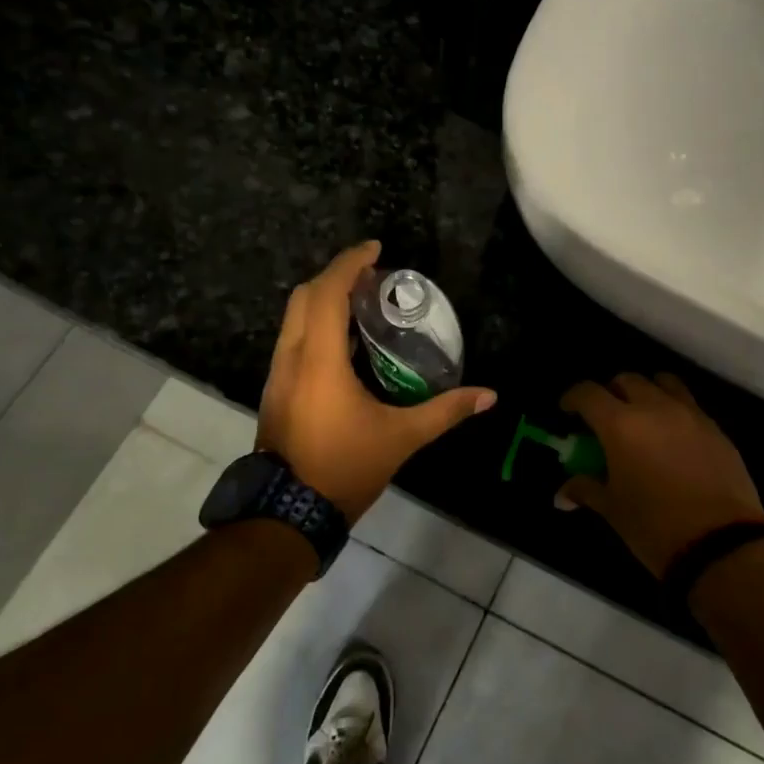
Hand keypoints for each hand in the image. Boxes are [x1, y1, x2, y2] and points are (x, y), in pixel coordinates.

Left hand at [258, 241, 495, 521]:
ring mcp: (277, 375)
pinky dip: (315, 324)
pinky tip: (343, 342)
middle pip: (303, 296)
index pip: (328, 293)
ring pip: (293, 317)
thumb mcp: (402, 438)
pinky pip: (292, 339)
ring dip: (322, 299)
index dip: (350, 263)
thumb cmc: (344, 468)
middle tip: (372, 276)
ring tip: (361, 302)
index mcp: (319, 360)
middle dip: (335, 276)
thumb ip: (445, 411)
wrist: (286, 514)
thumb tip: (489, 396)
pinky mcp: (275, 391)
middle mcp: (291, 358)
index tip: (376, 248)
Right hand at [558, 372, 763, 578]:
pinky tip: (673, 440)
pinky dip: (674, 410)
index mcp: (621, 425)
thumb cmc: (655, 527)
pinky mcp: (716, 429)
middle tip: (606, 418)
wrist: (721, 547)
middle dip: (611, 393)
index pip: (588, 393)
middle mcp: (655, 408)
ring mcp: (690, 415)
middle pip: (627, 380)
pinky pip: (689, 405)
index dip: (573, 398)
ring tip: (643, 418)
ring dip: (646, 392)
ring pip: (663, 383)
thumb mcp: (613, 510)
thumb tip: (562, 495)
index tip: (568, 412)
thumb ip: (586, 490)